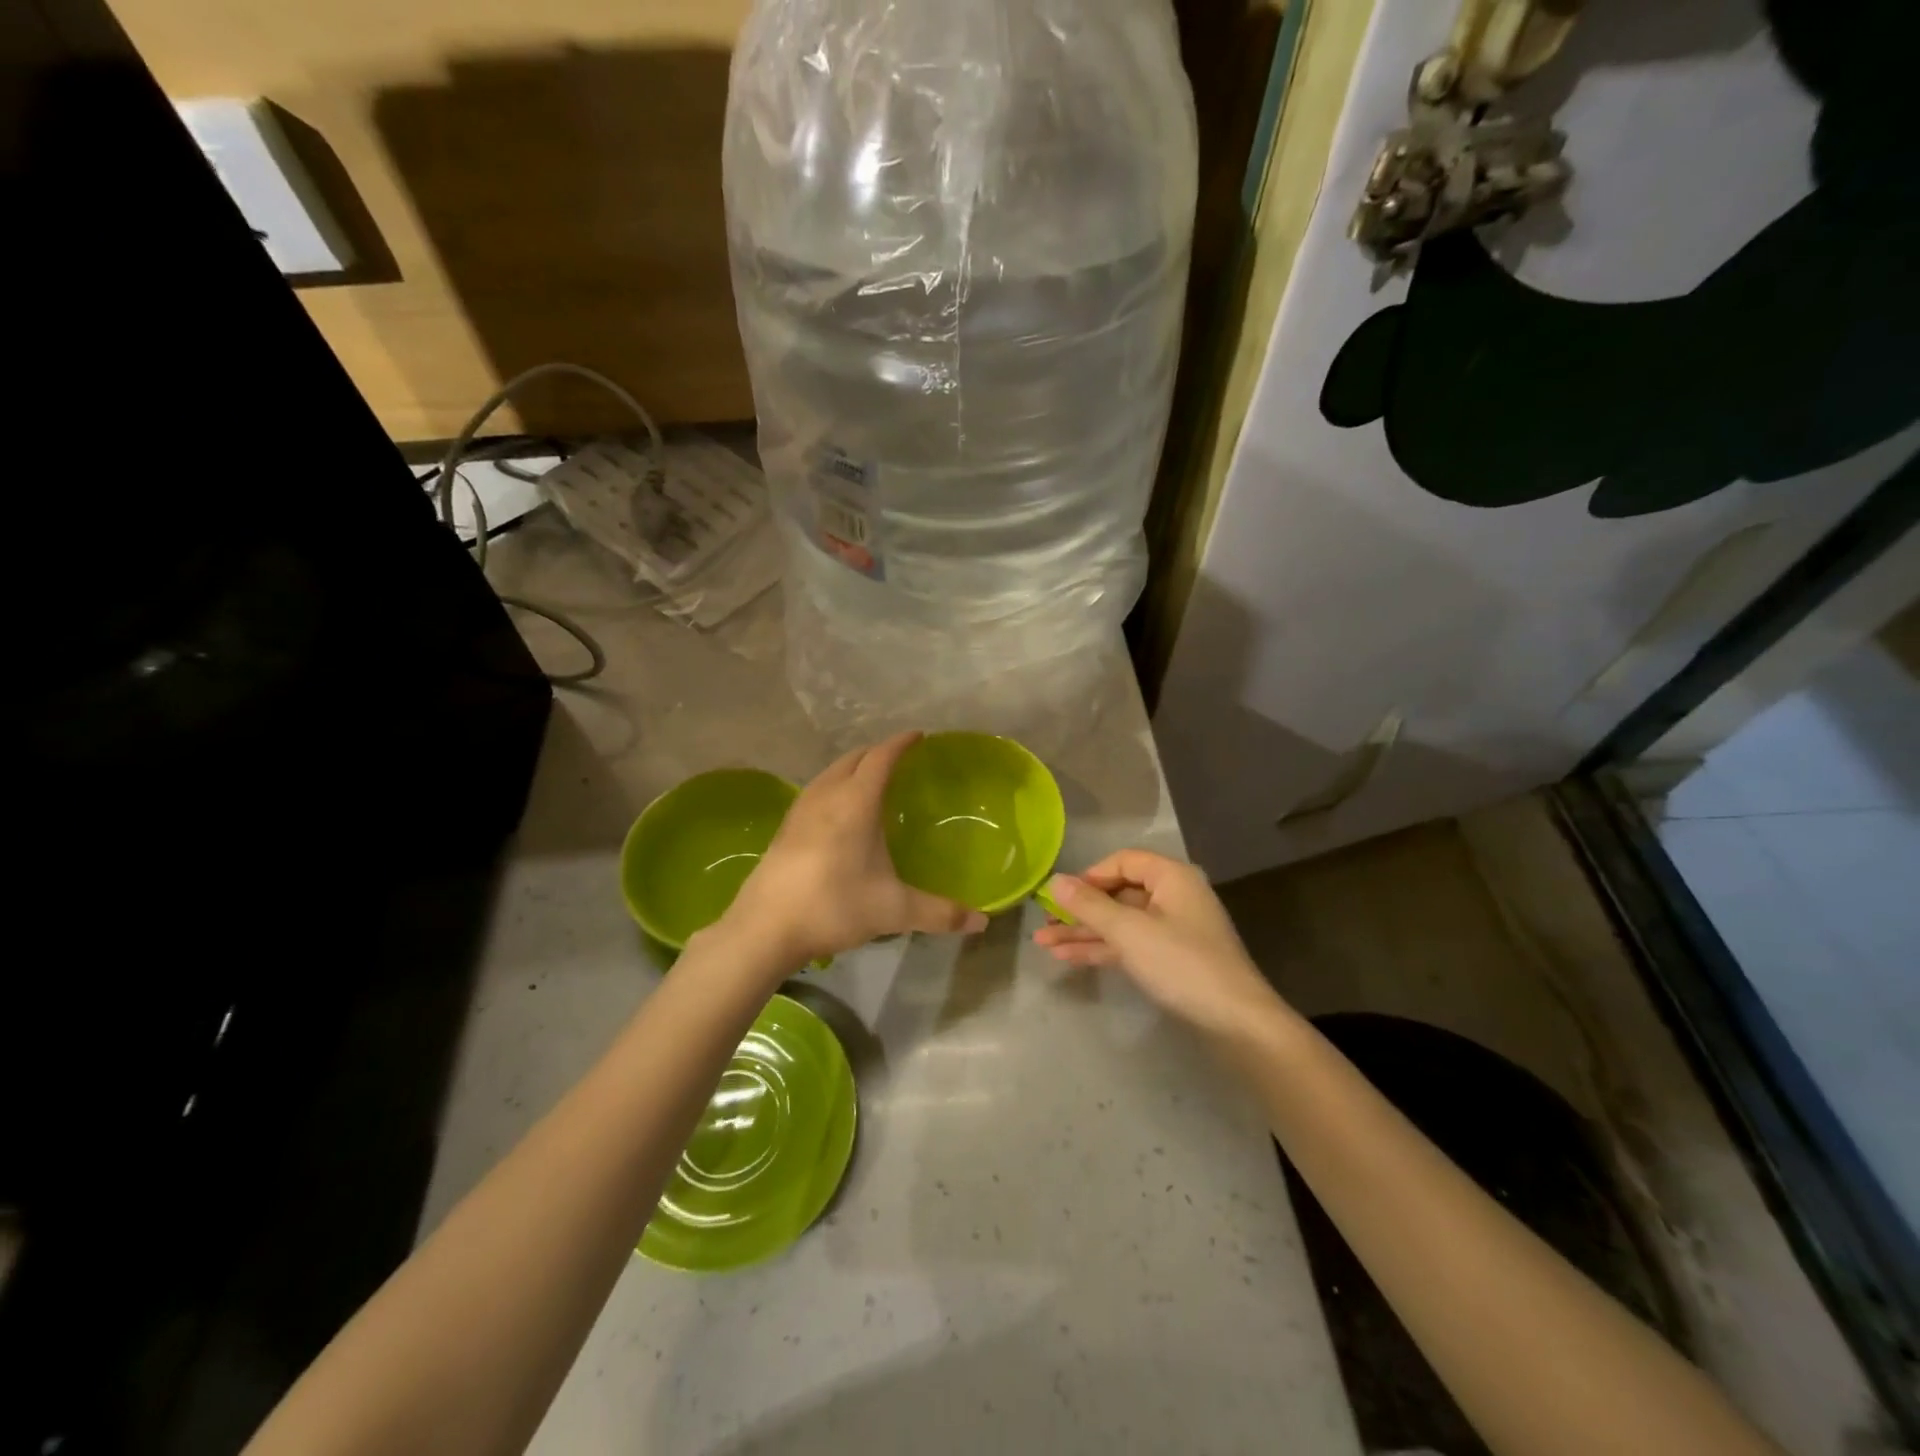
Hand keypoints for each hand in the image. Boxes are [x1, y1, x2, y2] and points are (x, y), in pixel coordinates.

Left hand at [722, 732, 987, 963]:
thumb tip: (983, 922)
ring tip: (869, 779)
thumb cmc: (834, 907)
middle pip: (853, 758)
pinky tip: (837, 811)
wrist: (764, 929)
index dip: (901, 743)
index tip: (918, 736)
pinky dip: (833, 785)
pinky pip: (815, 790)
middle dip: (876, 751)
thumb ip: (940, 913)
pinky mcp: (784, 828)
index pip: (881, 758)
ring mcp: (800, 810)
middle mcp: (826, 796)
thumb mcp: (894, 911)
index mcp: (856, 802)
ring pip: (829, 772)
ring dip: (852, 767)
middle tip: (898, 758)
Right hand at [1035, 850, 1283, 1036]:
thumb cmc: (1182, 965)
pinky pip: (1129, 944)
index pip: (1122, 861)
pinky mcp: (1171, 959)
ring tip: (1044, 945)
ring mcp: (1173, 930)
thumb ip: (1090, 905)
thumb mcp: (1130, 932)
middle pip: (1118, 893)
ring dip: (1084, 932)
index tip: (1060, 896)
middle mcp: (1173, 897)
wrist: (1236, 1024)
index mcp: (1171, 877)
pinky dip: (1102, 949)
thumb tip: (1055, 881)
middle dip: (1079, 910)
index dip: (1089, 876)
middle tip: (1043, 924)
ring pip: (1120, 923)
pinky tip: (1069, 958)